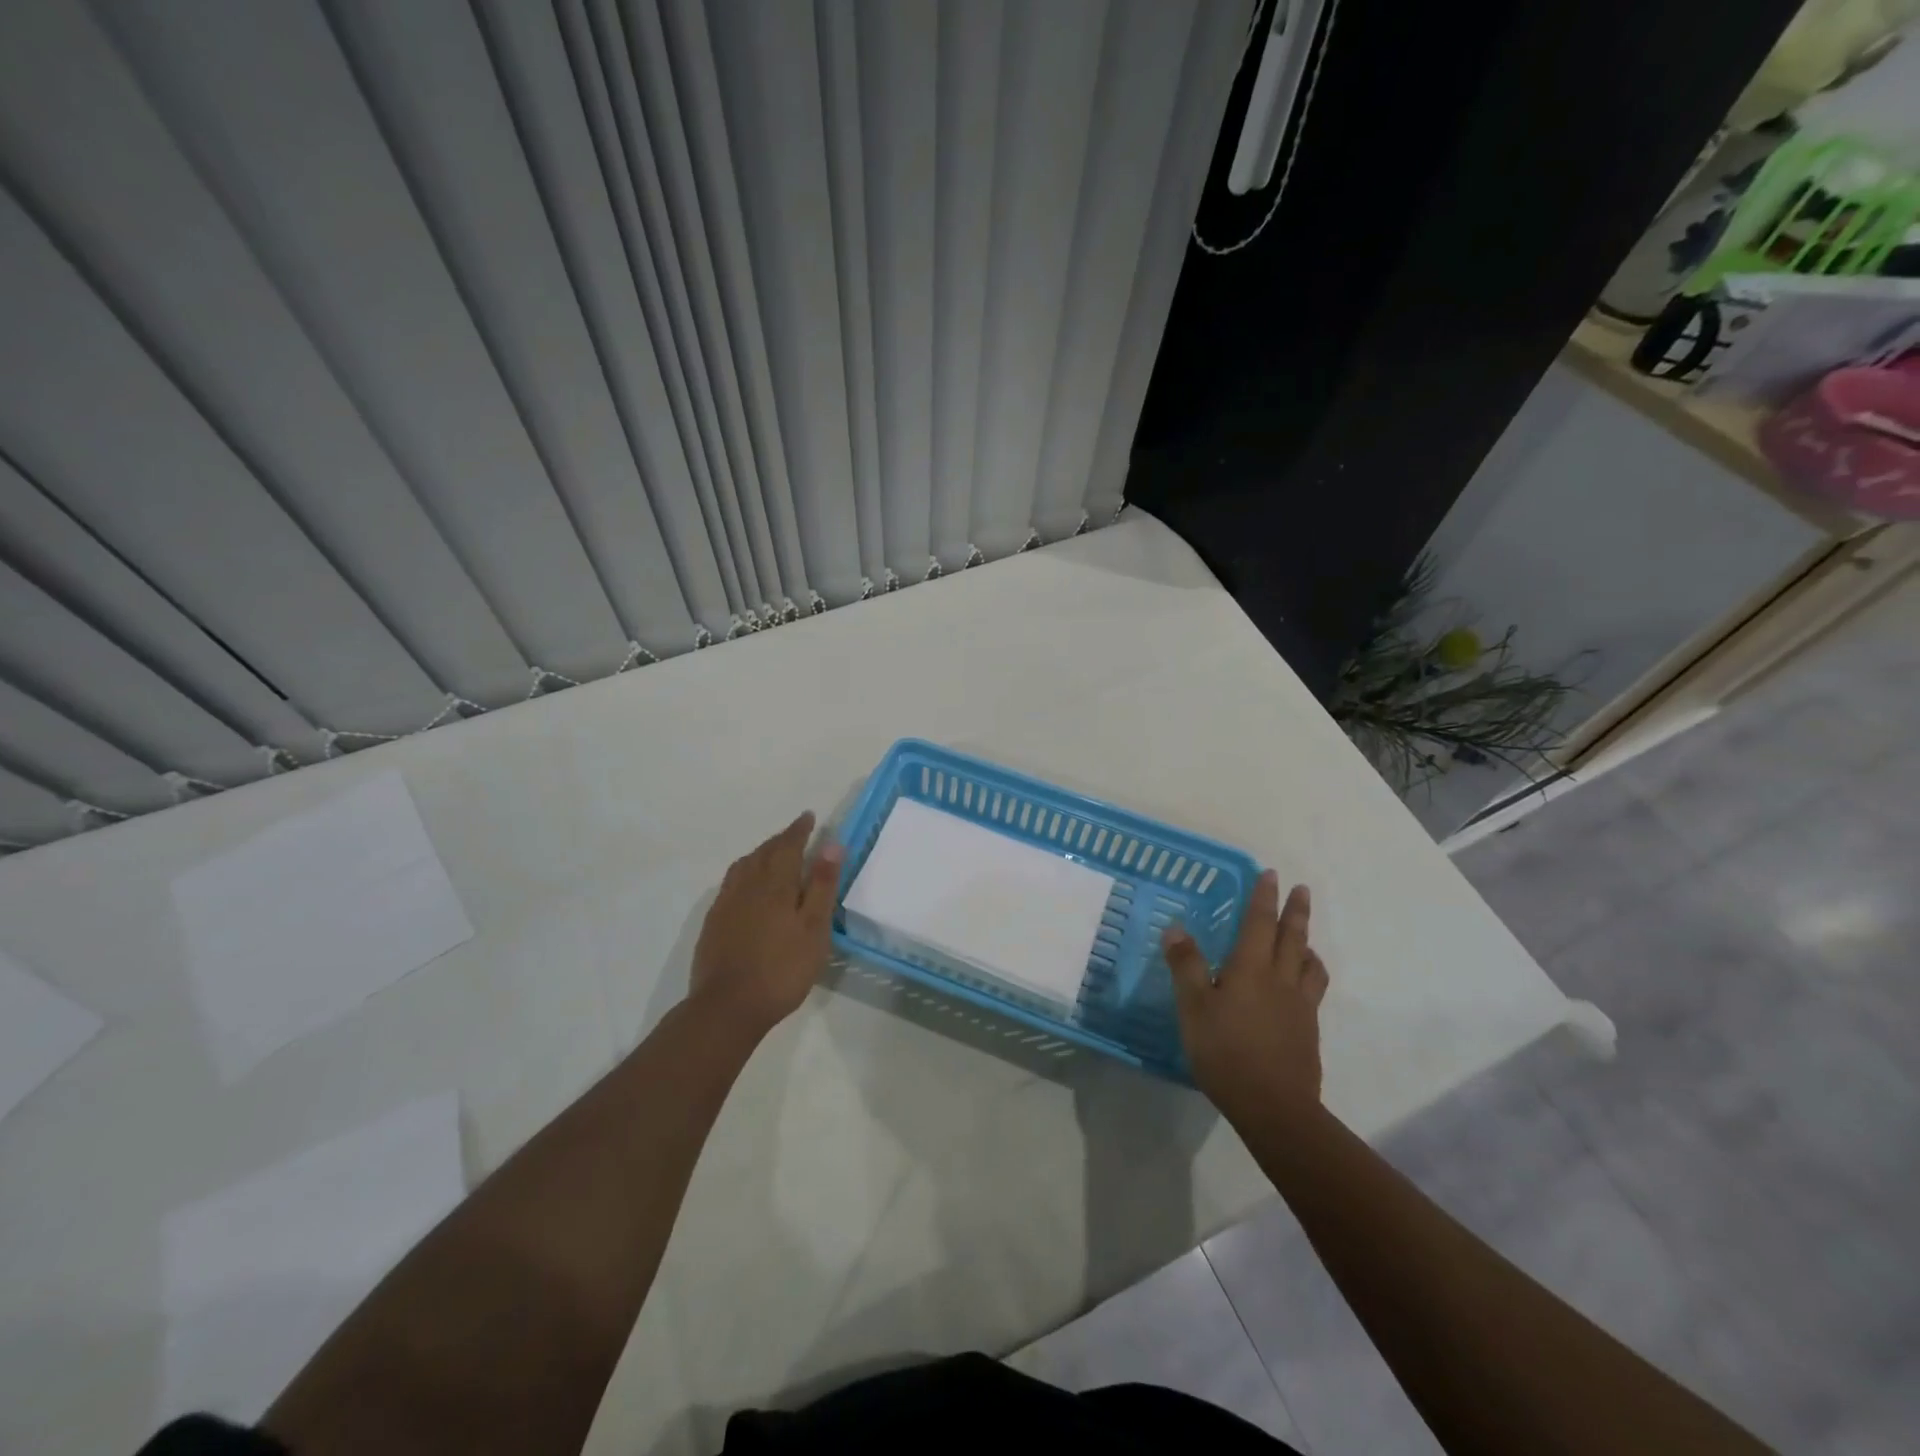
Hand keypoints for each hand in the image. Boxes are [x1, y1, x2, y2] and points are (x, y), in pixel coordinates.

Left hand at [689, 812, 842, 1036]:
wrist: (727, 1006)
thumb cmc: (781, 968)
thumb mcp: (814, 929)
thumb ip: (821, 886)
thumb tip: (831, 844)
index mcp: (775, 883)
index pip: (788, 845)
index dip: (799, 830)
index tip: (809, 817)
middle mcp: (747, 885)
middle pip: (764, 852)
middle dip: (781, 839)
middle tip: (796, 833)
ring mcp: (726, 903)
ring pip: (744, 865)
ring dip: (761, 853)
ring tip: (773, 854)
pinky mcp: (714, 922)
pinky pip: (731, 883)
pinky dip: (745, 872)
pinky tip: (748, 887)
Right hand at [1164, 871, 1329, 1122]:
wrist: (1274, 1106)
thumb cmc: (1225, 1051)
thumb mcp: (1194, 1007)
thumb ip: (1186, 966)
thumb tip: (1177, 928)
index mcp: (1250, 968)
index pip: (1259, 923)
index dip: (1263, 897)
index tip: (1270, 874)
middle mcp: (1280, 979)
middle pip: (1291, 937)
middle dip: (1295, 911)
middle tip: (1302, 889)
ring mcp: (1299, 1006)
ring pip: (1308, 963)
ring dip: (1307, 943)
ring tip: (1306, 938)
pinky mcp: (1307, 1030)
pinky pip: (1313, 989)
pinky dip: (1310, 973)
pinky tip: (1302, 984)